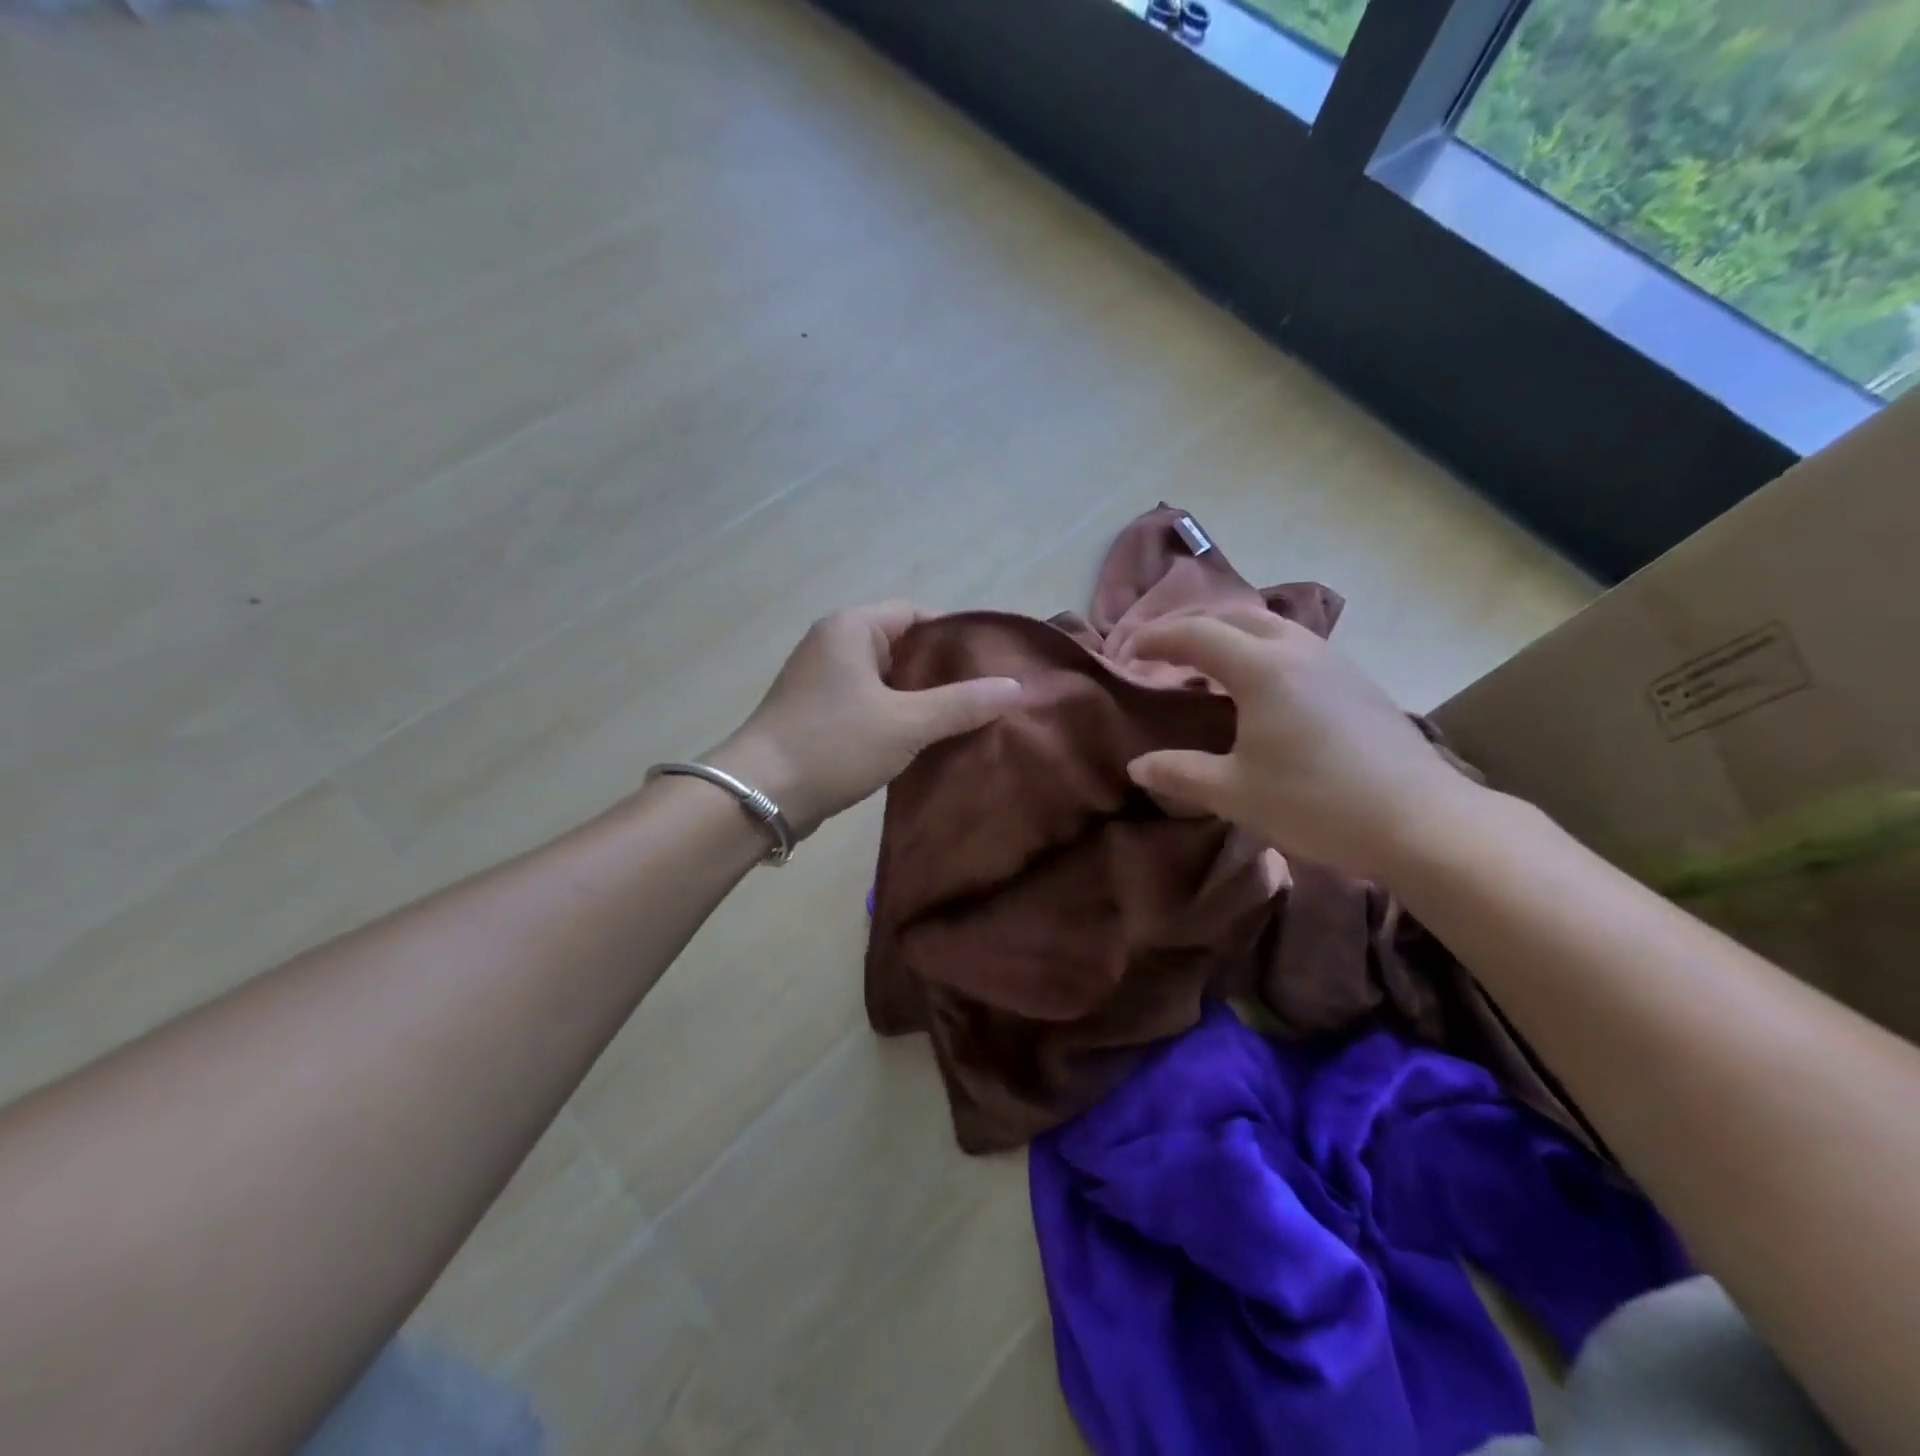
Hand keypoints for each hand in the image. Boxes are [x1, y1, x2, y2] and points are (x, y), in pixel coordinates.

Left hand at [704, 601, 1022, 836]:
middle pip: (902, 646)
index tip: (990, 664)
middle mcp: (833, 644)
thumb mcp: (905, 723)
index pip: (915, 614)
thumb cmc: (833, 744)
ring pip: (886, 679)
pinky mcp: (817, 713)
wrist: (760, 796)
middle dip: (941, 672)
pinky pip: (868, 703)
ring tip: (963, 720)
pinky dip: (895, 716)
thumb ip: (962, 704)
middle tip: (984, 696)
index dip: (955, 636)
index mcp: (851, 628)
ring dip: (919, 699)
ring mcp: (821, 680)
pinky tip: (923, 741)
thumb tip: (1016, 687)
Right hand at [1125, 609, 1481, 879]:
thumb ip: (1181, 774)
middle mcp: (1297, 650)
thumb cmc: (1317, 803)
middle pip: (1234, 616)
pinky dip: (1260, 648)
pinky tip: (1260, 686)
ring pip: (1271, 625)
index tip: (1126, 654)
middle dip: (1191, 625)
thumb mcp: (1236, 793)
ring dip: (1229, 633)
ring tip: (1206, 662)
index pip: (1196, 634)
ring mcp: (1333, 662)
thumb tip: (1137, 766)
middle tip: (1161, 650)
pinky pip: (1295, 644)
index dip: (1155, 639)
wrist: (1422, 821)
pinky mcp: (1356, 681)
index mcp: (1262, 668)